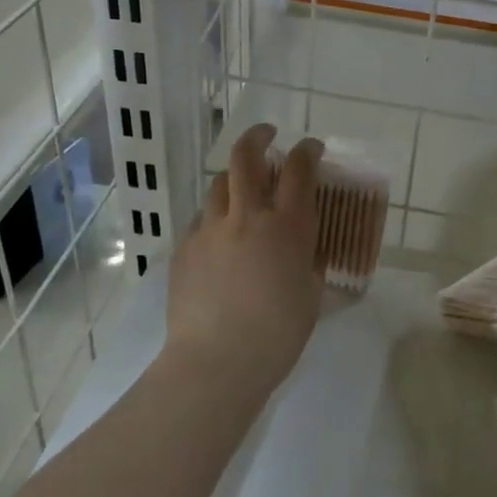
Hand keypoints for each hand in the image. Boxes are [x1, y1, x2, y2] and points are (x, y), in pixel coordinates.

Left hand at [165, 124, 324, 401]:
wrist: (218, 361)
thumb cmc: (278, 334)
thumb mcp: (309, 294)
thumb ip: (308, 261)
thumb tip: (305, 250)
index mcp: (286, 228)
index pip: (298, 170)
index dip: (307, 150)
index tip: (311, 147)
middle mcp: (246, 218)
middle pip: (246, 158)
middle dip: (257, 137)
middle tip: (266, 136)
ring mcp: (210, 230)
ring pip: (219, 186)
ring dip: (234, 180)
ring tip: (242, 192)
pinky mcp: (184, 249)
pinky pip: (201, 220)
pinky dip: (215, 218)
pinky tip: (220, 239)